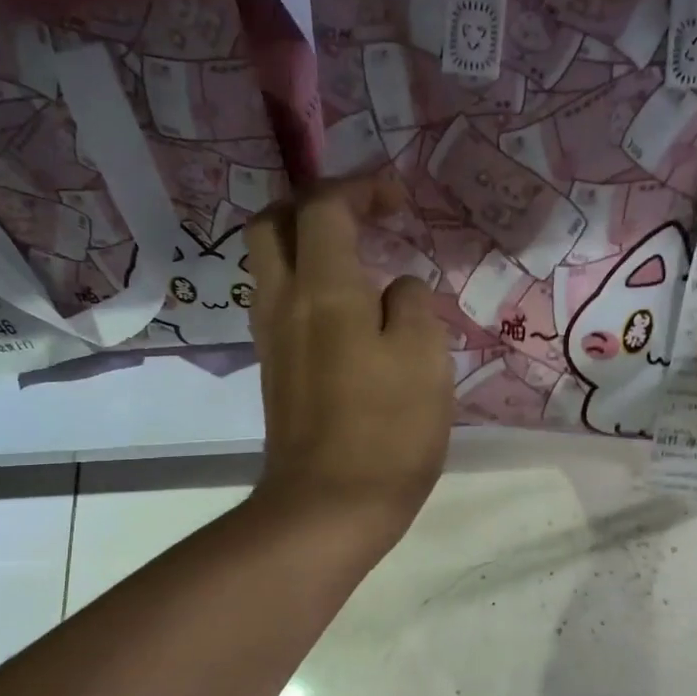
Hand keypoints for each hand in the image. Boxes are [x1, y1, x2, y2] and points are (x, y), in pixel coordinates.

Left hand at [244, 174, 453, 549]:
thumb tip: (397, 289)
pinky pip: (281, 303)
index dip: (361, 188)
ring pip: (271, 264)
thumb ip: (413, 305)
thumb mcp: (425, 358)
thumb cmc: (387, 431)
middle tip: (359, 218)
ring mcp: (272, 338)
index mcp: (323, 288)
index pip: (324, 206)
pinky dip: (308, 286)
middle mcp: (283, 302)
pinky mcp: (274, 371)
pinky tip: (349, 313)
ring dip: (307, 247)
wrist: (329, 507)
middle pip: (272, 223)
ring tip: (360, 264)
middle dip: (313, 206)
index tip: (399, 203)